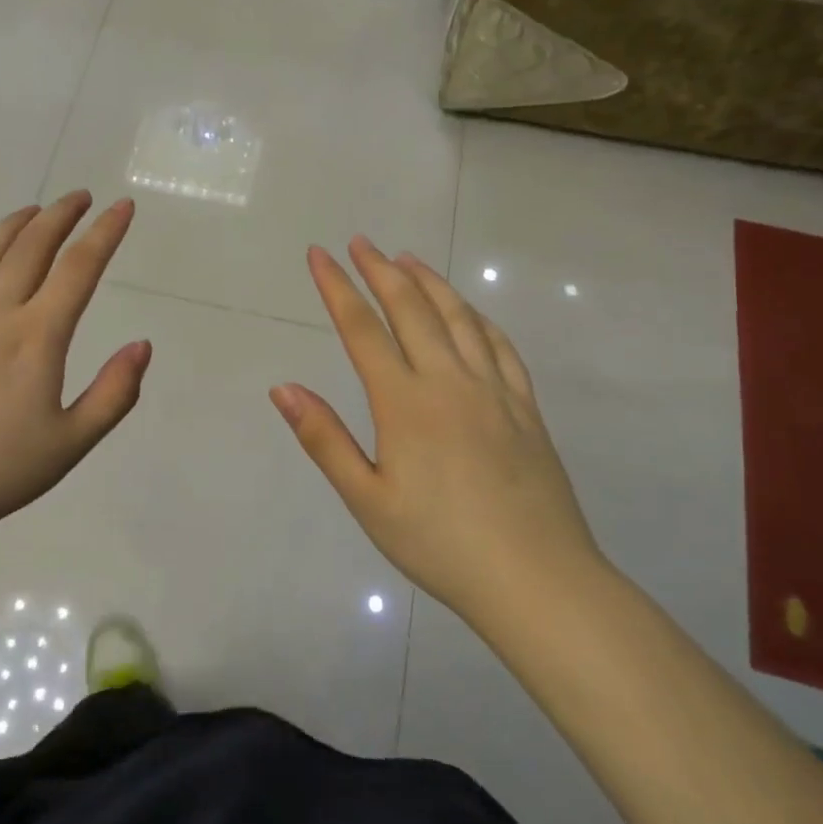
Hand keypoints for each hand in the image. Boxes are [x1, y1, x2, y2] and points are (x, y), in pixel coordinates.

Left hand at [0, 192, 150, 549]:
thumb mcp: (70, 444)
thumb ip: (114, 393)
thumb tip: (142, 345)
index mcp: (35, 336)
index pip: (79, 268)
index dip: (105, 233)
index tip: (122, 207)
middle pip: (30, 247)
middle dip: (60, 215)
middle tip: (79, 198)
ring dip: (11, 227)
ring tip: (30, 213)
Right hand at [270, 238, 605, 627]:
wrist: (538, 581)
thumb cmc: (440, 544)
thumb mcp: (368, 500)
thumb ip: (324, 439)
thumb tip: (283, 388)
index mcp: (406, 403)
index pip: (363, 329)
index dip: (337, 288)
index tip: (318, 255)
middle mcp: (450, 382)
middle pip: (411, 310)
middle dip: (380, 270)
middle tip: (361, 242)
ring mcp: (494, 391)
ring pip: (459, 318)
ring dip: (429, 283)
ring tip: (407, 259)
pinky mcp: (526, 408)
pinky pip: (500, 346)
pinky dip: (477, 317)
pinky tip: (468, 312)